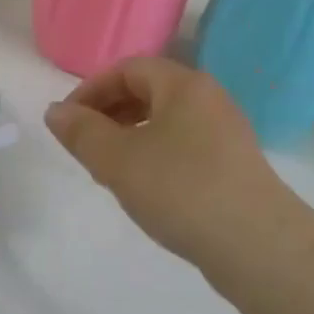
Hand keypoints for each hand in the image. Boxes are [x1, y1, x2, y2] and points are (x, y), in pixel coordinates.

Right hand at [45, 57, 310, 270]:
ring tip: (107, 170)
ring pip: (166, 121)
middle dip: (109, 112)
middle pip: (149, 91)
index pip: (128, 68)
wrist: (258, 245)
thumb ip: (82, 133)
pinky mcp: (233, 165)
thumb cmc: (181, 189)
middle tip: (83, 146)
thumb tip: (55, 111)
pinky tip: (144, 189)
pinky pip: (184, 145)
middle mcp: (209, 99)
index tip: (66, 122)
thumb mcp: (119, 160)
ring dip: (130, 136)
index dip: (91, 89)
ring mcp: (226, 133)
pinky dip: (155, 155)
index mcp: (184, 85)